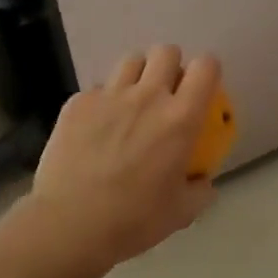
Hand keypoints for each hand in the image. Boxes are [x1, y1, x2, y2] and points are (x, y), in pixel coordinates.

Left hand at [8, 45, 222, 277]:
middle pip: (167, 52)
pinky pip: (97, 89)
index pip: (206, 67)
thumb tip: (203, 181)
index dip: (208, 71)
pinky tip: (96, 128)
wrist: (69, 225)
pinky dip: (103, 102)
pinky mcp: (78, 103)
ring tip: (131, 102)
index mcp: (180, 118)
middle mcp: (148, 96)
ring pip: (131, 61)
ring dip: (138, 76)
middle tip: (166, 93)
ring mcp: (109, 95)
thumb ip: (200, 190)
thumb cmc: (133, 220)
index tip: (202, 87)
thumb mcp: (181, 213)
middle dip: (170, 66)